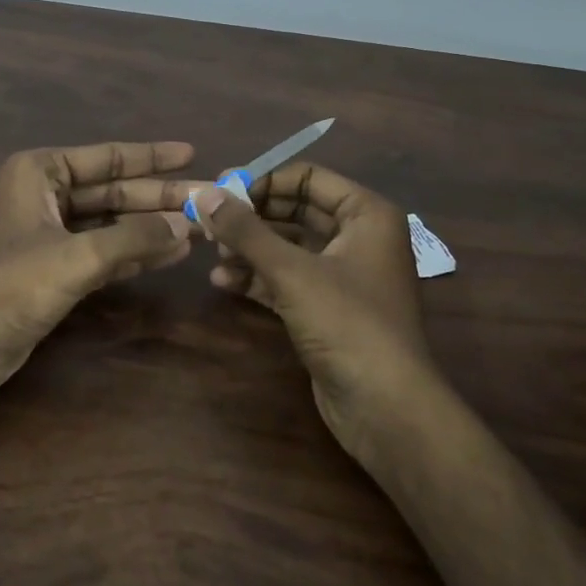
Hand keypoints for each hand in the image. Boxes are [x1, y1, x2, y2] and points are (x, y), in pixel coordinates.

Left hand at [0, 142, 195, 408]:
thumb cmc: (8, 286)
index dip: (150, 156)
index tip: (191, 152)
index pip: (105, 158)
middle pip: (111, 191)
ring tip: (199, 227)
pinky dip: (133, 253)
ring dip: (150, 227)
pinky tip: (171, 255)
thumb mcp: (75, 257)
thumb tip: (187, 225)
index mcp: (38, 172)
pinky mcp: (52, 270)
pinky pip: (102, 252)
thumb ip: (133, 238)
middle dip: (157, 197)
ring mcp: (47, 234)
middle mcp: (43, 195)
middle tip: (207, 198)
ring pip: (109, 223)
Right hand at [190, 165, 433, 462]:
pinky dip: (258, 277)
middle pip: (296, 211)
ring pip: (289, 247)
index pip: (309, 177)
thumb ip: (245, 230)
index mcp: (366, 214)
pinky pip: (287, 279)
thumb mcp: (292, 271)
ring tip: (211, 251)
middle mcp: (358, 237)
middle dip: (252, 217)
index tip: (221, 190)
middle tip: (209, 221)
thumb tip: (201, 192)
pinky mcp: (327, 308)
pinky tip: (222, 280)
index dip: (264, 180)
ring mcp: (343, 275)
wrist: (385, 408)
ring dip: (250, 248)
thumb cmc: (347, 323)